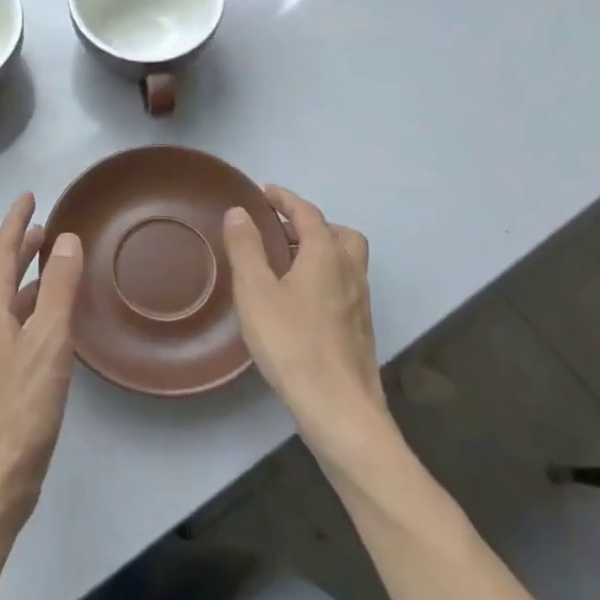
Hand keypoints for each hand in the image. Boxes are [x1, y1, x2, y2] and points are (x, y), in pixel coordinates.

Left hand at [0, 193, 83, 526]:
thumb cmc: (21, 406)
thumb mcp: (48, 342)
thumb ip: (59, 290)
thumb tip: (65, 240)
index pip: (1, 253)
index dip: (16, 223)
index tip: (30, 197)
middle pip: (3, 276)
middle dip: (22, 248)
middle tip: (47, 227)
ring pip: (12, 302)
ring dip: (30, 278)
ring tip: (56, 265)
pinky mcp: (4, 379)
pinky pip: (20, 326)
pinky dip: (37, 309)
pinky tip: (55, 320)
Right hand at [224, 184, 385, 461]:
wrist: (338, 407)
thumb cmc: (292, 342)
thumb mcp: (255, 291)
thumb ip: (246, 248)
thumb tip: (239, 211)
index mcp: (326, 255)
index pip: (308, 213)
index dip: (286, 199)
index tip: (265, 192)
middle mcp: (350, 272)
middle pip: (339, 234)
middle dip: (312, 224)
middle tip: (281, 230)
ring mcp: (360, 302)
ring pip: (346, 261)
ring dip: (321, 250)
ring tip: (287, 263)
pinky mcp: (359, 328)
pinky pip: (344, 285)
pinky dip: (325, 276)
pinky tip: (300, 300)